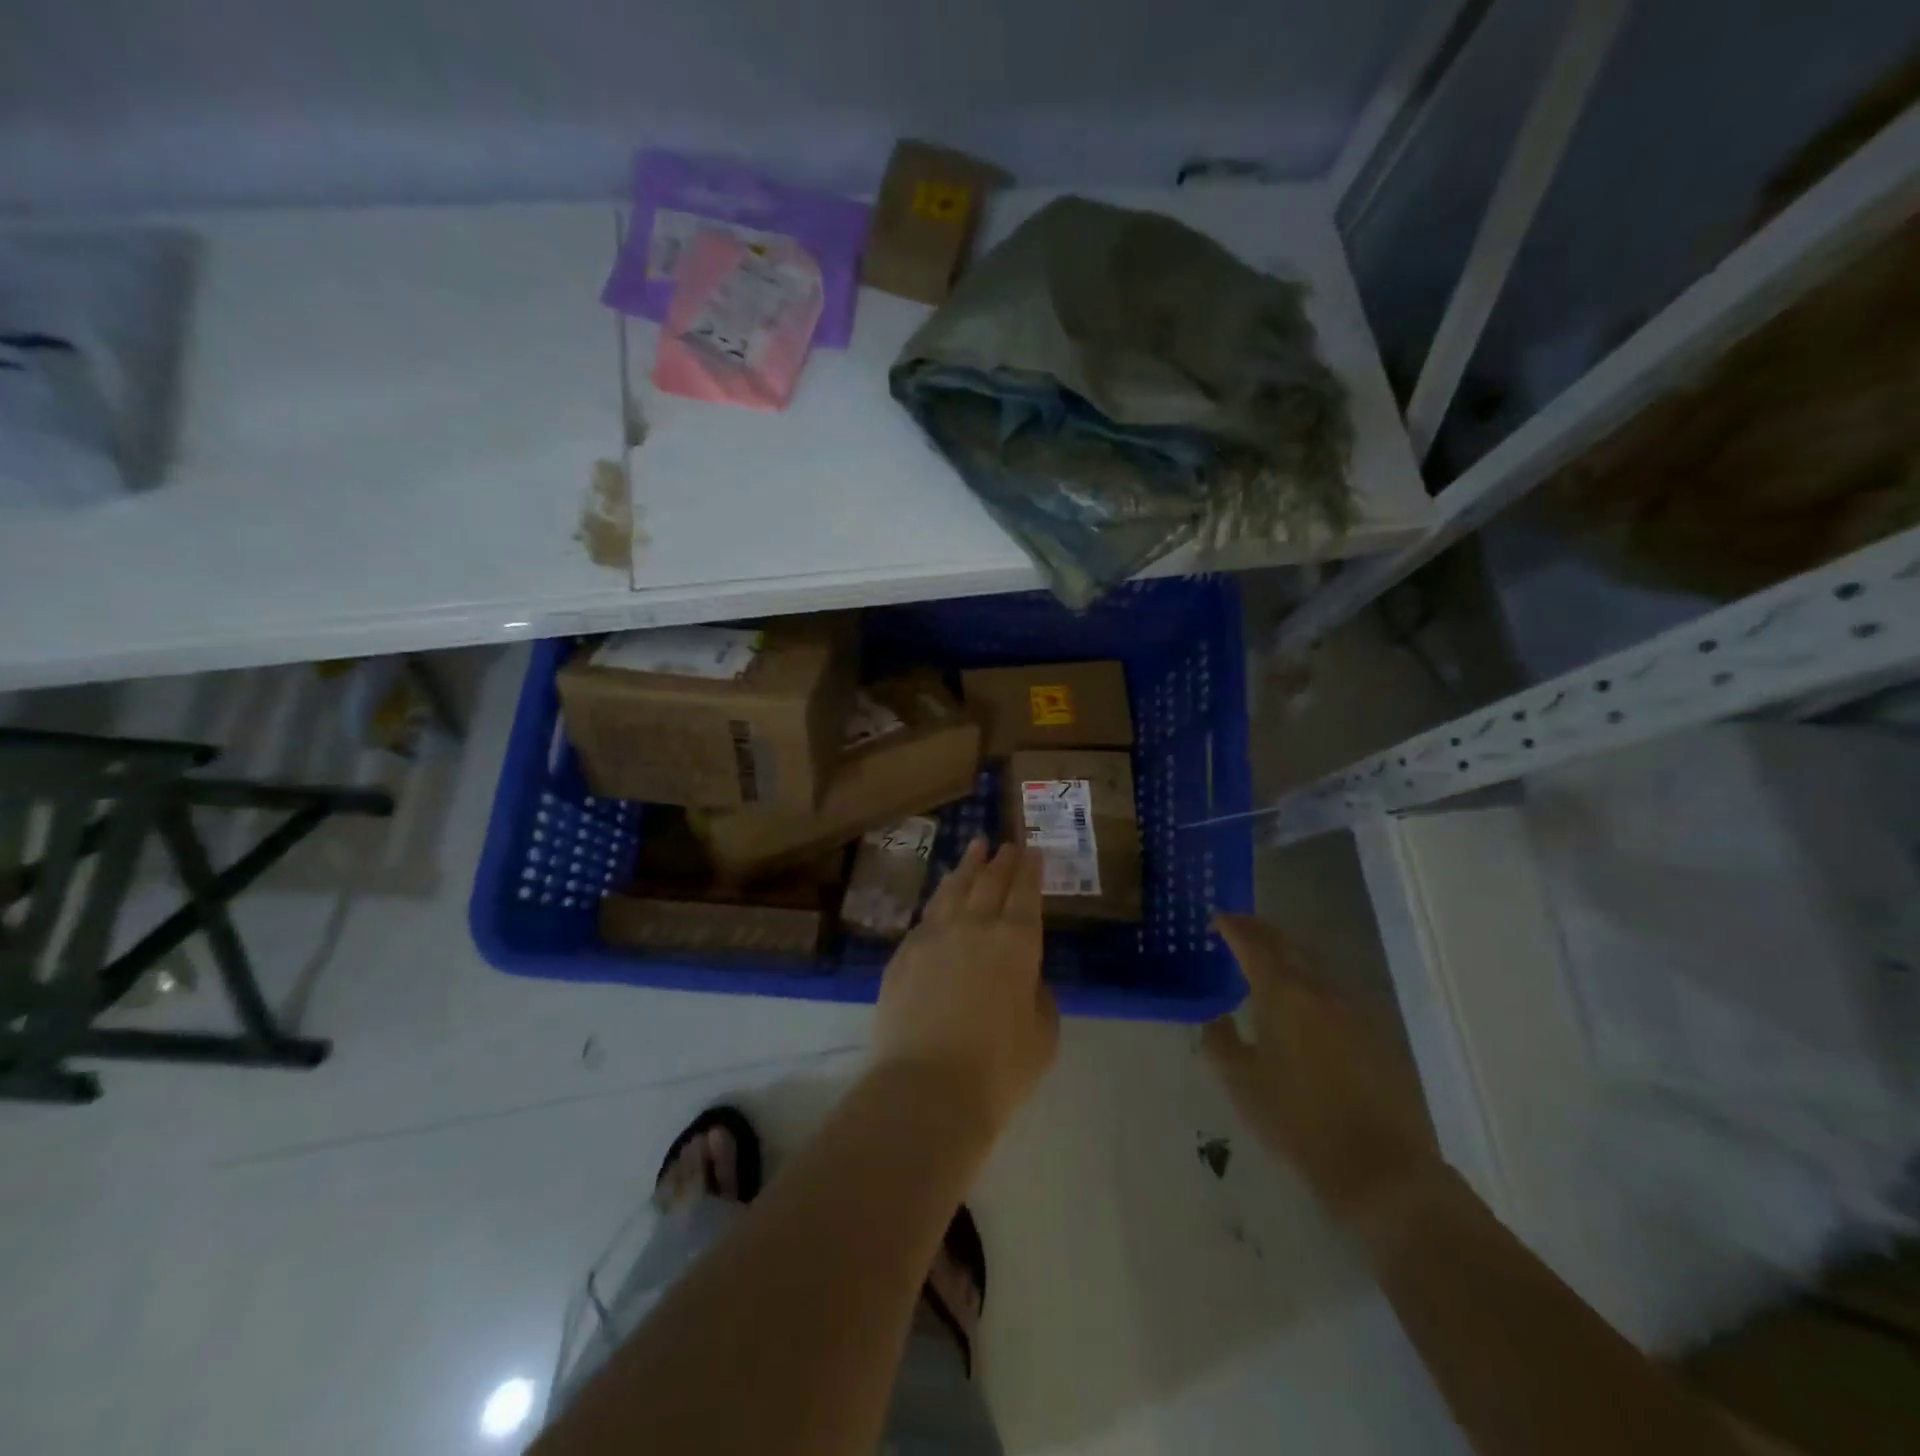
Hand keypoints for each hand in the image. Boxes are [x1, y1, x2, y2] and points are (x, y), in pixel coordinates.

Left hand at [872, 839, 1059, 1135]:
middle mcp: (975, 926)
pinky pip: (927, 914)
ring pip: (954, 888)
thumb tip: (1025, 979)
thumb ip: (1038, 996)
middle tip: (1007, 844)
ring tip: (975, 848)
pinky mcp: (904, 952)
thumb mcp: (1042, 1035)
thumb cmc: (998, 1068)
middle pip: (990, 882)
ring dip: (967, 866)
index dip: (1030, 870)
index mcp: (1016, 941)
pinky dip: (940, 896)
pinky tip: (942, 896)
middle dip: (1001, 860)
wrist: (927, 1086)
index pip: (1026, 893)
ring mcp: (934, 935)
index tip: (1033, 852)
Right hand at [1202, 915, 1435, 1224]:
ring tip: (1265, 963)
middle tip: (1239, 929)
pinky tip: (1302, 1005)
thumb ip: (1219, 1042)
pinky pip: (1333, 994)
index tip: (1217, 919)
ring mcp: (1354, 1011)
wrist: (1382, 1170)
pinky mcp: (1376, 1035)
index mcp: (1284, 994)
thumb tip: (1214, 1017)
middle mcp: (1321, 991)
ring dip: (1287, 958)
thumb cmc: (1298, 1121)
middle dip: (1261, 933)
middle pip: (1287, 946)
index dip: (1233, 928)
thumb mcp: (1241, 1084)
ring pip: (1313, 968)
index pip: (1254, 944)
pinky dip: (1309, 985)